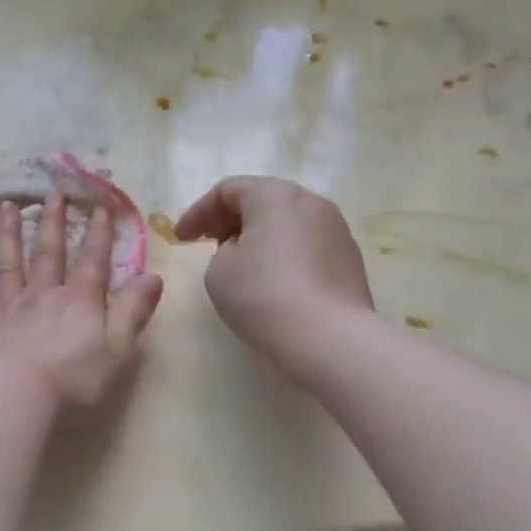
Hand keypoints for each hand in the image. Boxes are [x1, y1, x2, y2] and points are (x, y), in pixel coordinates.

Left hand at [0, 190, 164, 406]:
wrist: (16, 395)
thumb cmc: (73, 377)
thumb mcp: (118, 347)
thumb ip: (133, 310)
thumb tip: (154, 276)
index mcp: (78, 301)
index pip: (92, 261)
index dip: (98, 233)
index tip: (99, 205)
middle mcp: (41, 295)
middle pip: (48, 253)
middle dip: (53, 221)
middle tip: (53, 192)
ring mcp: (6, 308)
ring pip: (7, 264)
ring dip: (8, 234)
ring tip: (9, 206)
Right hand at [174, 176, 372, 371]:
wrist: (329, 339)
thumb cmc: (263, 297)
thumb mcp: (218, 271)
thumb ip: (222, 250)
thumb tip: (245, 250)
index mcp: (275, 195)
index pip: (227, 190)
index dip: (198, 213)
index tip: (181, 239)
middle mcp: (311, 202)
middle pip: (261, 200)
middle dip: (230, 220)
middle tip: (209, 245)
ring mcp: (336, 229)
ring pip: (287, 222)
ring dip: (260, 237)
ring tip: (242, 266)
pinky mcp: (350, 258)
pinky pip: (307, 245)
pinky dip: (285, 254)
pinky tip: (275, 283)